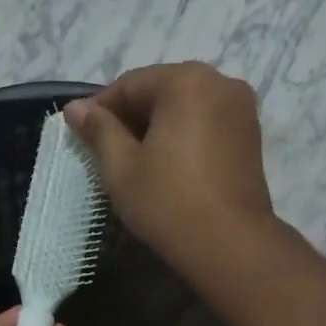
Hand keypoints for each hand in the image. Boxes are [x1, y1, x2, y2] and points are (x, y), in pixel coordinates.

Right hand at [64, 62, 276, 279]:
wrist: (230, 245)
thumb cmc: (168, 203)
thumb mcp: (121, 168)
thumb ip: (99, 131)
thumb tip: (75, 108)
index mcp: (186, 81)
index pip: (130, 85)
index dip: (100, 109)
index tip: (79, 134)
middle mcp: (220, 82)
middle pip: (161, 91)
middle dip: (130, 117)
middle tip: (105, 150)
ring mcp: (241, 109)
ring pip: (185, 108)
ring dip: (157, 128)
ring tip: (134, 161)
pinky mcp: (251, 136)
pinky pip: (205, 124)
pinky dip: (182, 137)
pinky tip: (166, 166)